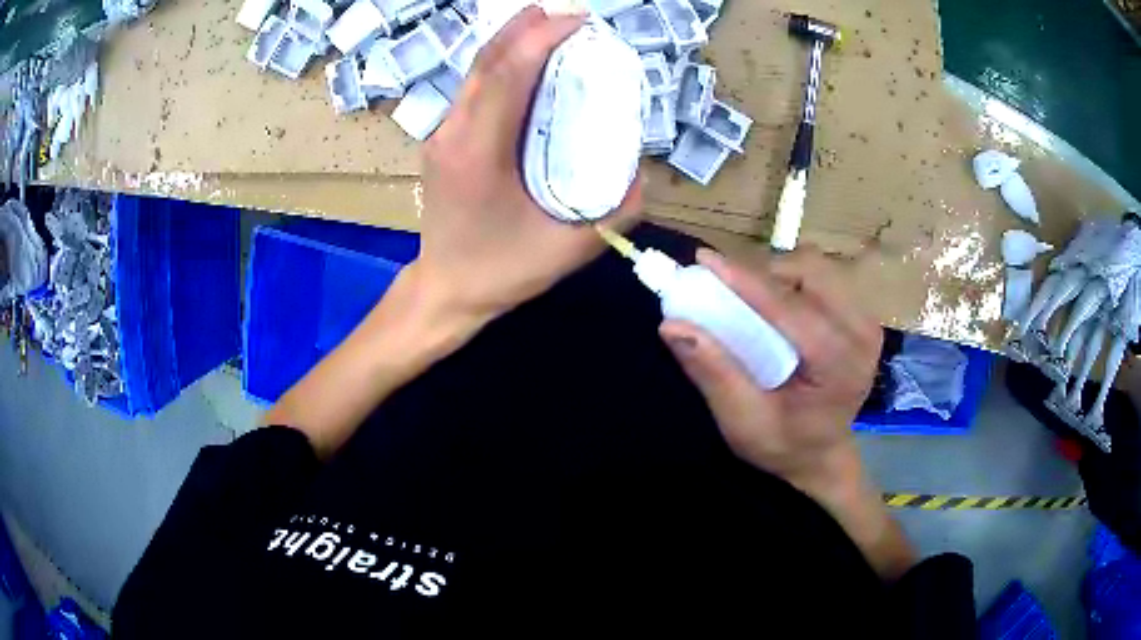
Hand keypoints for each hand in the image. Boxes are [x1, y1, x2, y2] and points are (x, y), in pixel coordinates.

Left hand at [413, 6, 641, 322]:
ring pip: (475, 73)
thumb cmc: (503, 272)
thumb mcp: (571, 248)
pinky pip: (472, 91)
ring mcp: (442, 136)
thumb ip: (617, 209)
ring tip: (545, 24)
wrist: (446, 290)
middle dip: (524, 28)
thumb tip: (641, 169)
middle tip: (564, 13)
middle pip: (485, 63)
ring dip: (510, 43)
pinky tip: (524, 63)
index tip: (577, 21)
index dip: (541, 40)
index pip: (508, 77)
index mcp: (479, 155)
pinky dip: (500, 66)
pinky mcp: (442, 142)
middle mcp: (453, 135)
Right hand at [659, 247, 881, 495]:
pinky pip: (823, 277)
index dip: (745, 280)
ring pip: (816, 267)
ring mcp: (866, 320)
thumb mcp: (743, 422)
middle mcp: (862, 334)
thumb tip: (672, 325)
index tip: (703, 260)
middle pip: (810, 272)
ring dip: (778, 275)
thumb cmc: (785, 445)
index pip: (790, 309)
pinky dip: (791, 281)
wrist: (823, 454)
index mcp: (840, 366)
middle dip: (764, 274)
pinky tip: (775, 306)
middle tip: (730, 293)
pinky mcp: (860, 314)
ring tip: (751, 301)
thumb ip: (714, 373)